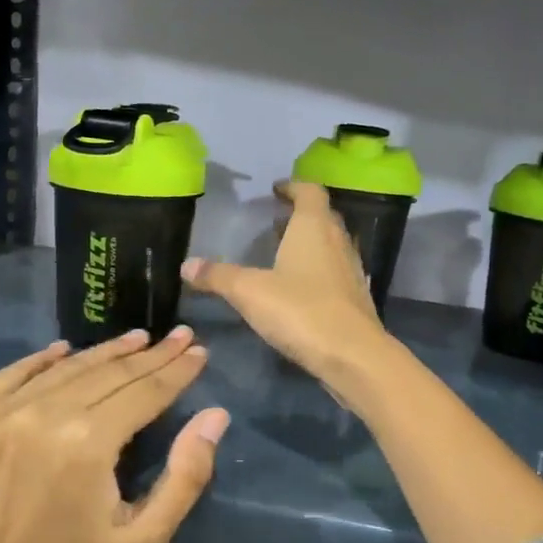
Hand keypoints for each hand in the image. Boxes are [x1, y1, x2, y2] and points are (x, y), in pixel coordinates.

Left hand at [0, 327, 228, 542]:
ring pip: (64, 370)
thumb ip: (186, 475)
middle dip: (148, 355)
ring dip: (103, 352)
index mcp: (88, 443)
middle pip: (108, 374)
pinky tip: (63, 350)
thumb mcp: (145, 539)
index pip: (144, 391)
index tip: (197, 350)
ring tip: (134, 339)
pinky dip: (39, 361)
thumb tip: (215, 416)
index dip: (176, 370)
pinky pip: (9, 377)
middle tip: (176, 336)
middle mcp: (43, 416)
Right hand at [183, 180, 394, 391]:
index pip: (309, 191)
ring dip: (309, 243)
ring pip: (330, 244)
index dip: (292, 187)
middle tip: (273, 222)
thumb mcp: (249, 291)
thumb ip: (217, 276)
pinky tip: (299, 289)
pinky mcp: (356, 297)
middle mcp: (338, 241)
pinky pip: (334, 271)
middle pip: (322, 216)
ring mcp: (351, 270)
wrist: (353, 355)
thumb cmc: (301, 311)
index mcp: (314, 227)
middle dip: (299, 215)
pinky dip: (317, 270)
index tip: (275, 190)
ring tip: (282, 254)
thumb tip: (186, 265)